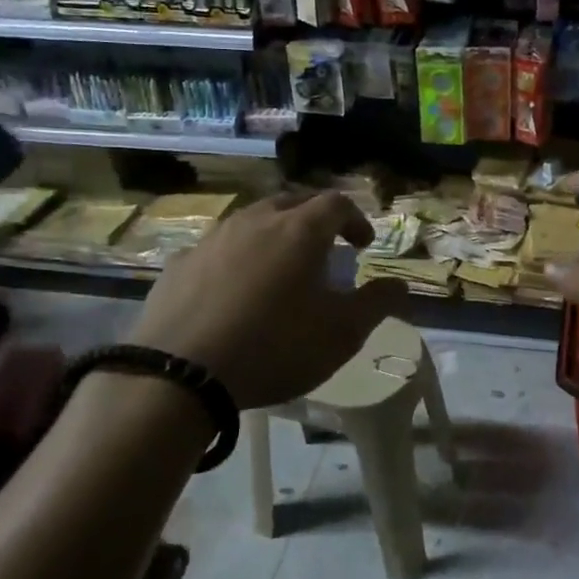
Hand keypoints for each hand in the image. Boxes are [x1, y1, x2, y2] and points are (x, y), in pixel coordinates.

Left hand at [130, 191, 409, 409]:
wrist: (179, 375)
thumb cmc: (275, 348)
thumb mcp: (342, 333)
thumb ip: (377, 303)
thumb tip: (399, 285)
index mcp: (300, 231)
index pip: (337, 203)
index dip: (355, 219)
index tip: (362, 245)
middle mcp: (255, 222)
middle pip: (292, 203)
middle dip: (314, 220)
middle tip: (324, 249)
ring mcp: (212, 239)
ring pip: (251, 221)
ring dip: (273, 235)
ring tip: (279, 268)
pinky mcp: (179, 264)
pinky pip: (217, 248)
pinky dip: (236, 258)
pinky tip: (232, 291)